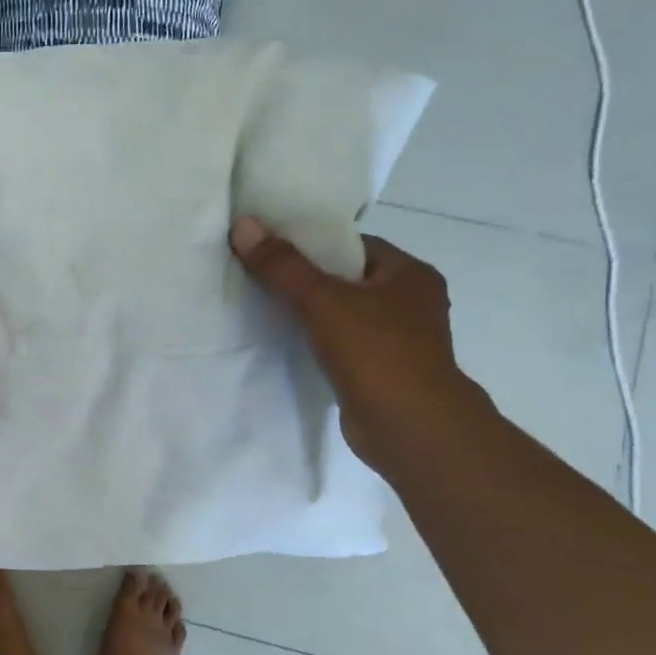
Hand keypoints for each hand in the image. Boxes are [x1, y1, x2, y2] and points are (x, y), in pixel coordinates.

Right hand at [230, 217, 477, 471]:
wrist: (410, 428)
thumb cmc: (376, 352)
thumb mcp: (322, 300)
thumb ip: (282, 265)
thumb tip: (243, 225)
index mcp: (411, 275)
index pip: (354, 247)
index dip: (313, 244)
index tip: (273, 249)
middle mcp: (412, 303)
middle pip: (347, 280)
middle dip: (307, 280)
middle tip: (262, 276)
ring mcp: (400, 341)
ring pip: (344, 315)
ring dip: (311, 315)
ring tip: (266, 308)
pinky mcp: (383, 373)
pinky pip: (343, 346)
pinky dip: (318, 344)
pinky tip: (287, 345)